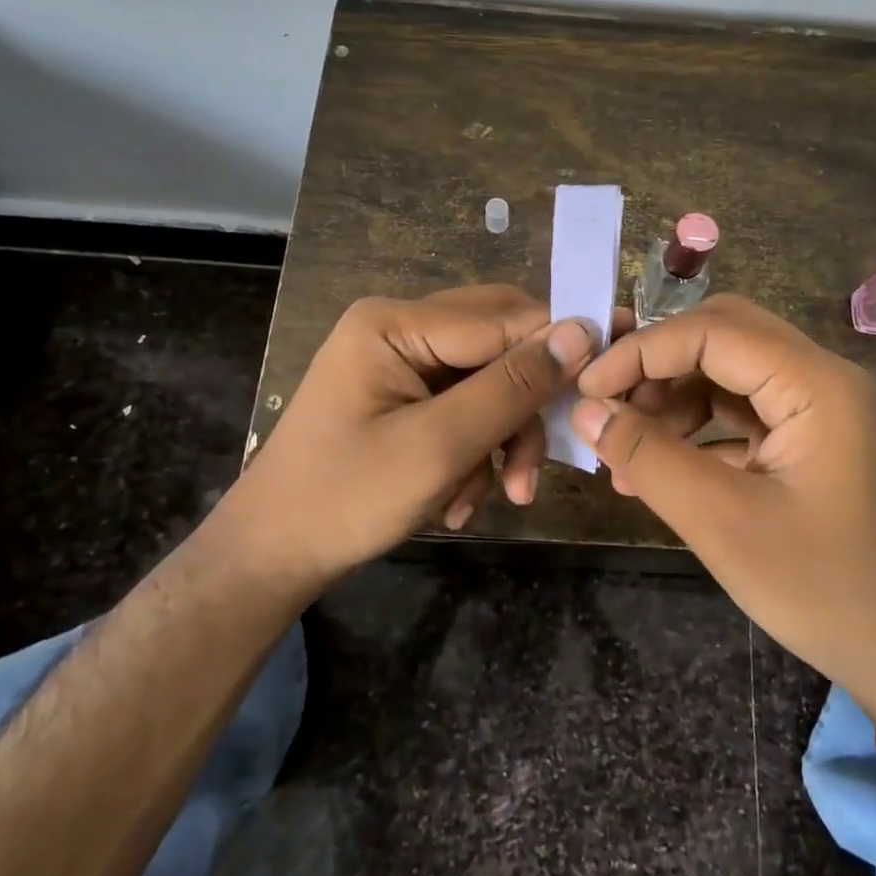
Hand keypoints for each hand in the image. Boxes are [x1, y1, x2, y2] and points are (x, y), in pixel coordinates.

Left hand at [221, 285, 598, 592]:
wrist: (272, 556)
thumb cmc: (345, 499)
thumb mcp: (439, 446)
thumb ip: (511, 387)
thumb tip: (580, 331)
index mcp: (396, 323)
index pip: (502, 318)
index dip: (557, 348)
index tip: (602, 387)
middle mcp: (400, 329)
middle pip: (497, 346)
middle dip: (524, 407)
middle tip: (540, 465)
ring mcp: (400, 363)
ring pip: (487, 382)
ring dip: (501, 440)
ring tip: (502, 497)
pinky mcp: (403, 396)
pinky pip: (463, 407)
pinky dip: (475, 451)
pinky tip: (461, 498)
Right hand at [570, 295, 875, 751]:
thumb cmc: (821, 590)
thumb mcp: (721, 523)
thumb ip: (648, 457)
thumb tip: (585, 411)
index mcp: (816, 384)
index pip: (712, 331)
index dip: (642, 351)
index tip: (588, 390)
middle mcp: (823, 378)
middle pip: (724, 334)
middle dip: (659, 363)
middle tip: (610, 403)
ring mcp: (821, 408)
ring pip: (730, 370)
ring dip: (674, 398)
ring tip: (626, 448)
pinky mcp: (813, 439)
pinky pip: (744, 410)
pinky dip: (698, 428)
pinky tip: (660, 468)